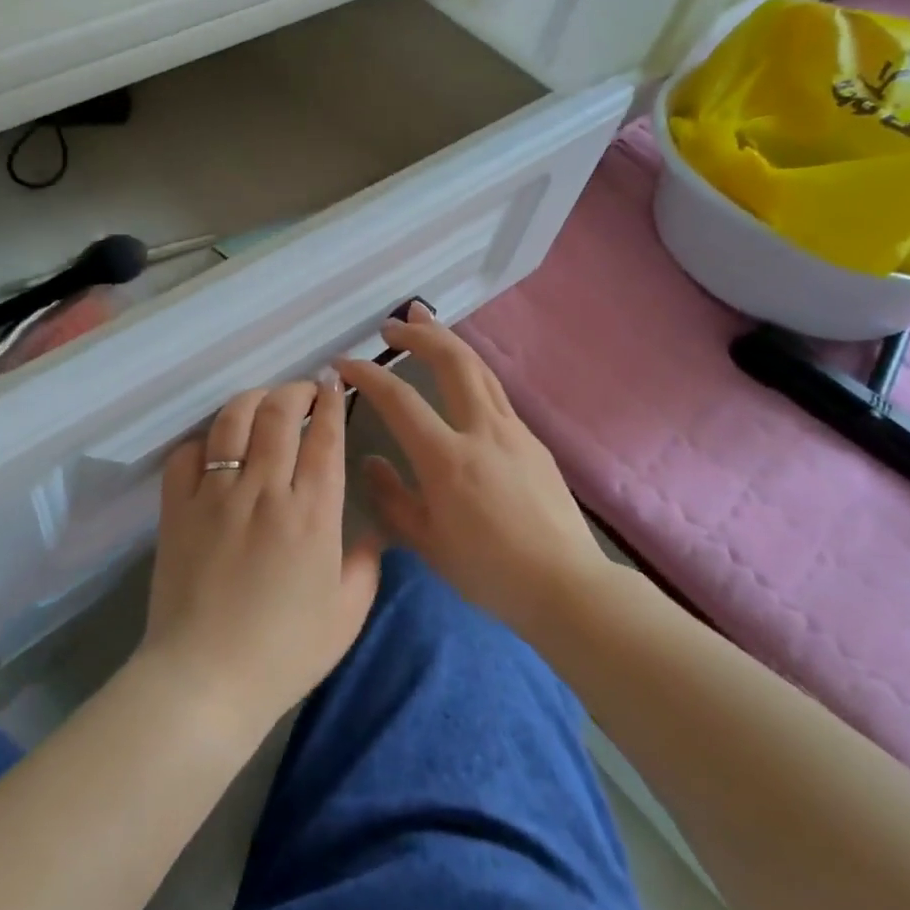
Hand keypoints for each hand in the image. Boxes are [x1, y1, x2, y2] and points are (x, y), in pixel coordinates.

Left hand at [138, 377, 380, 739]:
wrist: (206, 679)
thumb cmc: (285, 651)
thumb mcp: (347, 614)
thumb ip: (367, 563)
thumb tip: (373, 529)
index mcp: (312, 512)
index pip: (325, 437)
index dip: (332, 402)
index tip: (334, 384)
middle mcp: (264, 489)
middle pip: (278, 414)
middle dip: (295, 391)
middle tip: (304, 392)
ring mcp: (215, 494)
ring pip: (232, 422)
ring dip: (252, 400)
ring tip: (263, 402)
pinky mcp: (176, 508)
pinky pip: (186, 455)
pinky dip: (202, 442)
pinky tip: (214, 448)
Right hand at [337, 304, 606, 635]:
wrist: (566, 586)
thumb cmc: (489, 572)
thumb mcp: (427, 543)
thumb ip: (392, 498)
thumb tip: (370, 461)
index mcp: (447, 458)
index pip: (398, 399)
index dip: (367, 374)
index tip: (343, 363)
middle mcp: (482, 431)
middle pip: (452, 362)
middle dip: (419, 334)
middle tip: (391, 324)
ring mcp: (513, 431)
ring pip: (479, 368)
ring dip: (449, 340)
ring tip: (426, 323)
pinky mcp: (533, 441)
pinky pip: (495, 392)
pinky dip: (470, 370)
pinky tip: (460, 377)